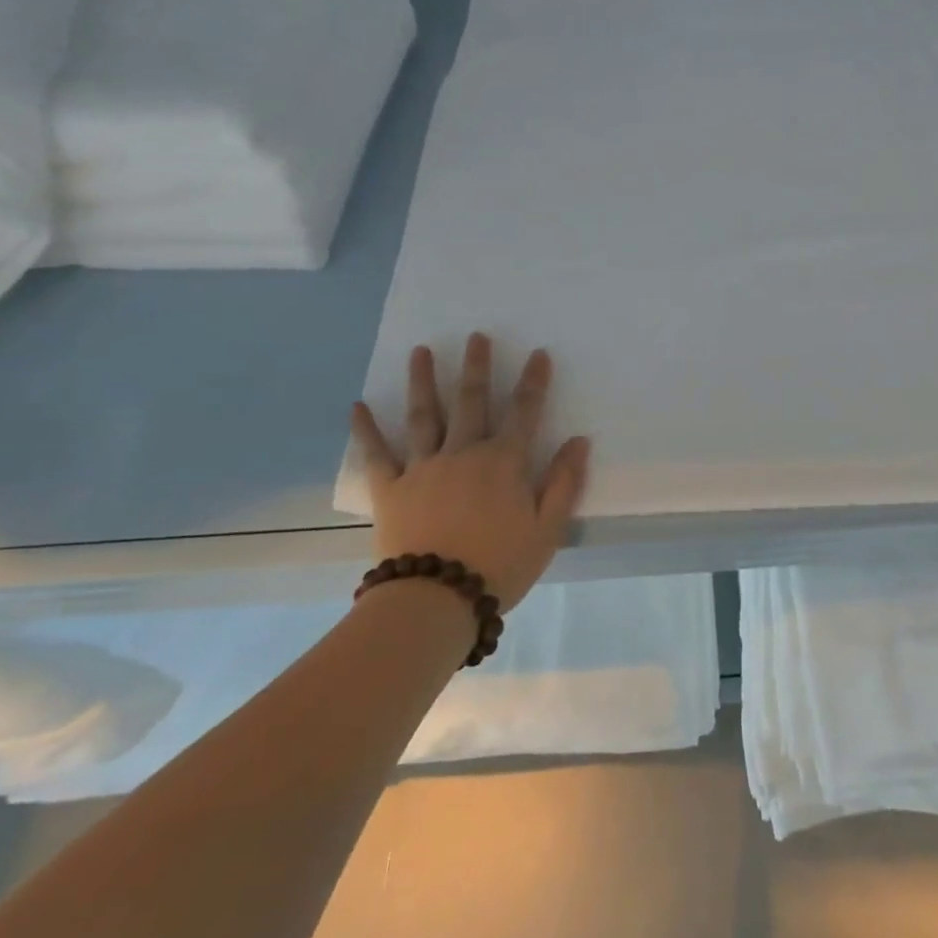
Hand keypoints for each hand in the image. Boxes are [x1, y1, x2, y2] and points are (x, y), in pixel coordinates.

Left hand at [349, 333, 589, 611]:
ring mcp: (424, 467)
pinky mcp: (391, 489)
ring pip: (424, 415)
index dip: (533, 381)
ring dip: (423, 380)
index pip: (524, 412)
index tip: (538, 353)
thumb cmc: (499, 566)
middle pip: (471, 401)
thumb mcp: (547, 529)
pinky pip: (377, 454)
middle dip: (476, 366)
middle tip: (476, 335)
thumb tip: (579, 441)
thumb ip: (564, 482)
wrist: (435, 601)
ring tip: (421, 351)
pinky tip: (357, 406)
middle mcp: (464, 453)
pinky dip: (366, 430)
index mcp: (504, 462)